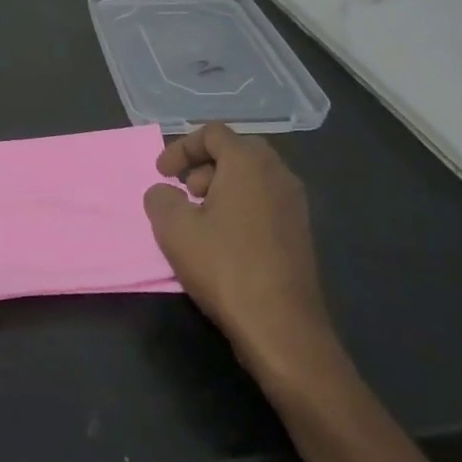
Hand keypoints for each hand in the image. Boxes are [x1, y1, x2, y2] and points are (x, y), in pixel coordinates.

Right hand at [144, 125, 341, 390]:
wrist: (282, 328)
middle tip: (183, 190)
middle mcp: (277, 174)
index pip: (212, 133)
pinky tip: (224, 240)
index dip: (181, 148)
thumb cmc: (224, 266)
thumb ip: (160, 198)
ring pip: (253, 177)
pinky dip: (241, 206)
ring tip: (200, 217)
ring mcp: (295, 204)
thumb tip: (164, 193)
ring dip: (222, 186)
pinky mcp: (301, 233)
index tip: (161, 174)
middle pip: (236, 150)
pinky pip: (265, 201)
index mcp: (248, 162)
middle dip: (203, 165)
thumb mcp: (174, 228)